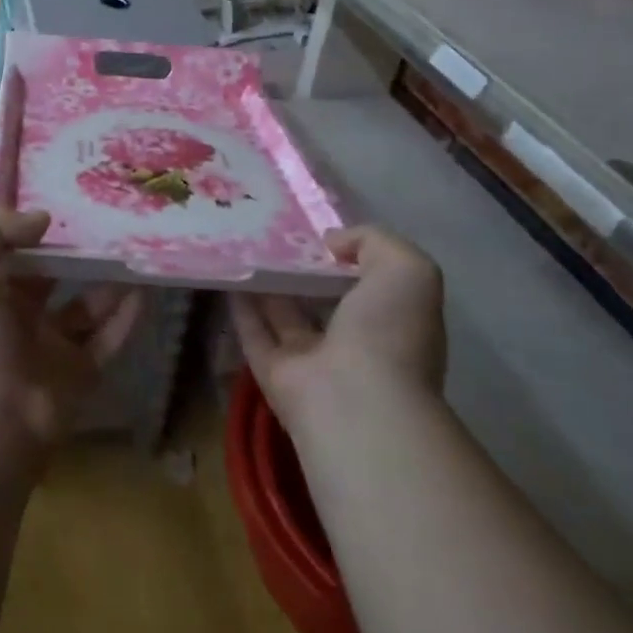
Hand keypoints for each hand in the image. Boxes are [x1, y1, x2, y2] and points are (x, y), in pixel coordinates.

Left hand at [0, 208, 142, 461]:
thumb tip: (43, 218)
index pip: (12, 250)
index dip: (34, 227)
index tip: (68, 199)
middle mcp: (18, 316)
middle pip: (54, 276)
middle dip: (77, 252)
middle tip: (111, 221)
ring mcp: (51, 347)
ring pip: (86, 306)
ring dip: (109, 282)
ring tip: (134, 251)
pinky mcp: (80, 374)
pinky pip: (108, 339)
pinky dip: (126, 317)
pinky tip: (143, 291)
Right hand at [230, 224, 444, 440]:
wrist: (356, 403)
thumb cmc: (388, 332)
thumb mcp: (406, 269)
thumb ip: (373, 242)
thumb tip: (332, 244)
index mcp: (392, 322)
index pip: (368, 283)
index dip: (346, 254)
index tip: (316, 229)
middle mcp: (354, 344)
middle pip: (322, 298)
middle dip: (302, 267)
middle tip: (272, 229)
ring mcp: (313, 362)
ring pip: (284, 314)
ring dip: (266, 283)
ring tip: (242, 242)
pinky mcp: (274, 374)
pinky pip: (254, 333)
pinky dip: (240, 306)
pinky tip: (225, 273)